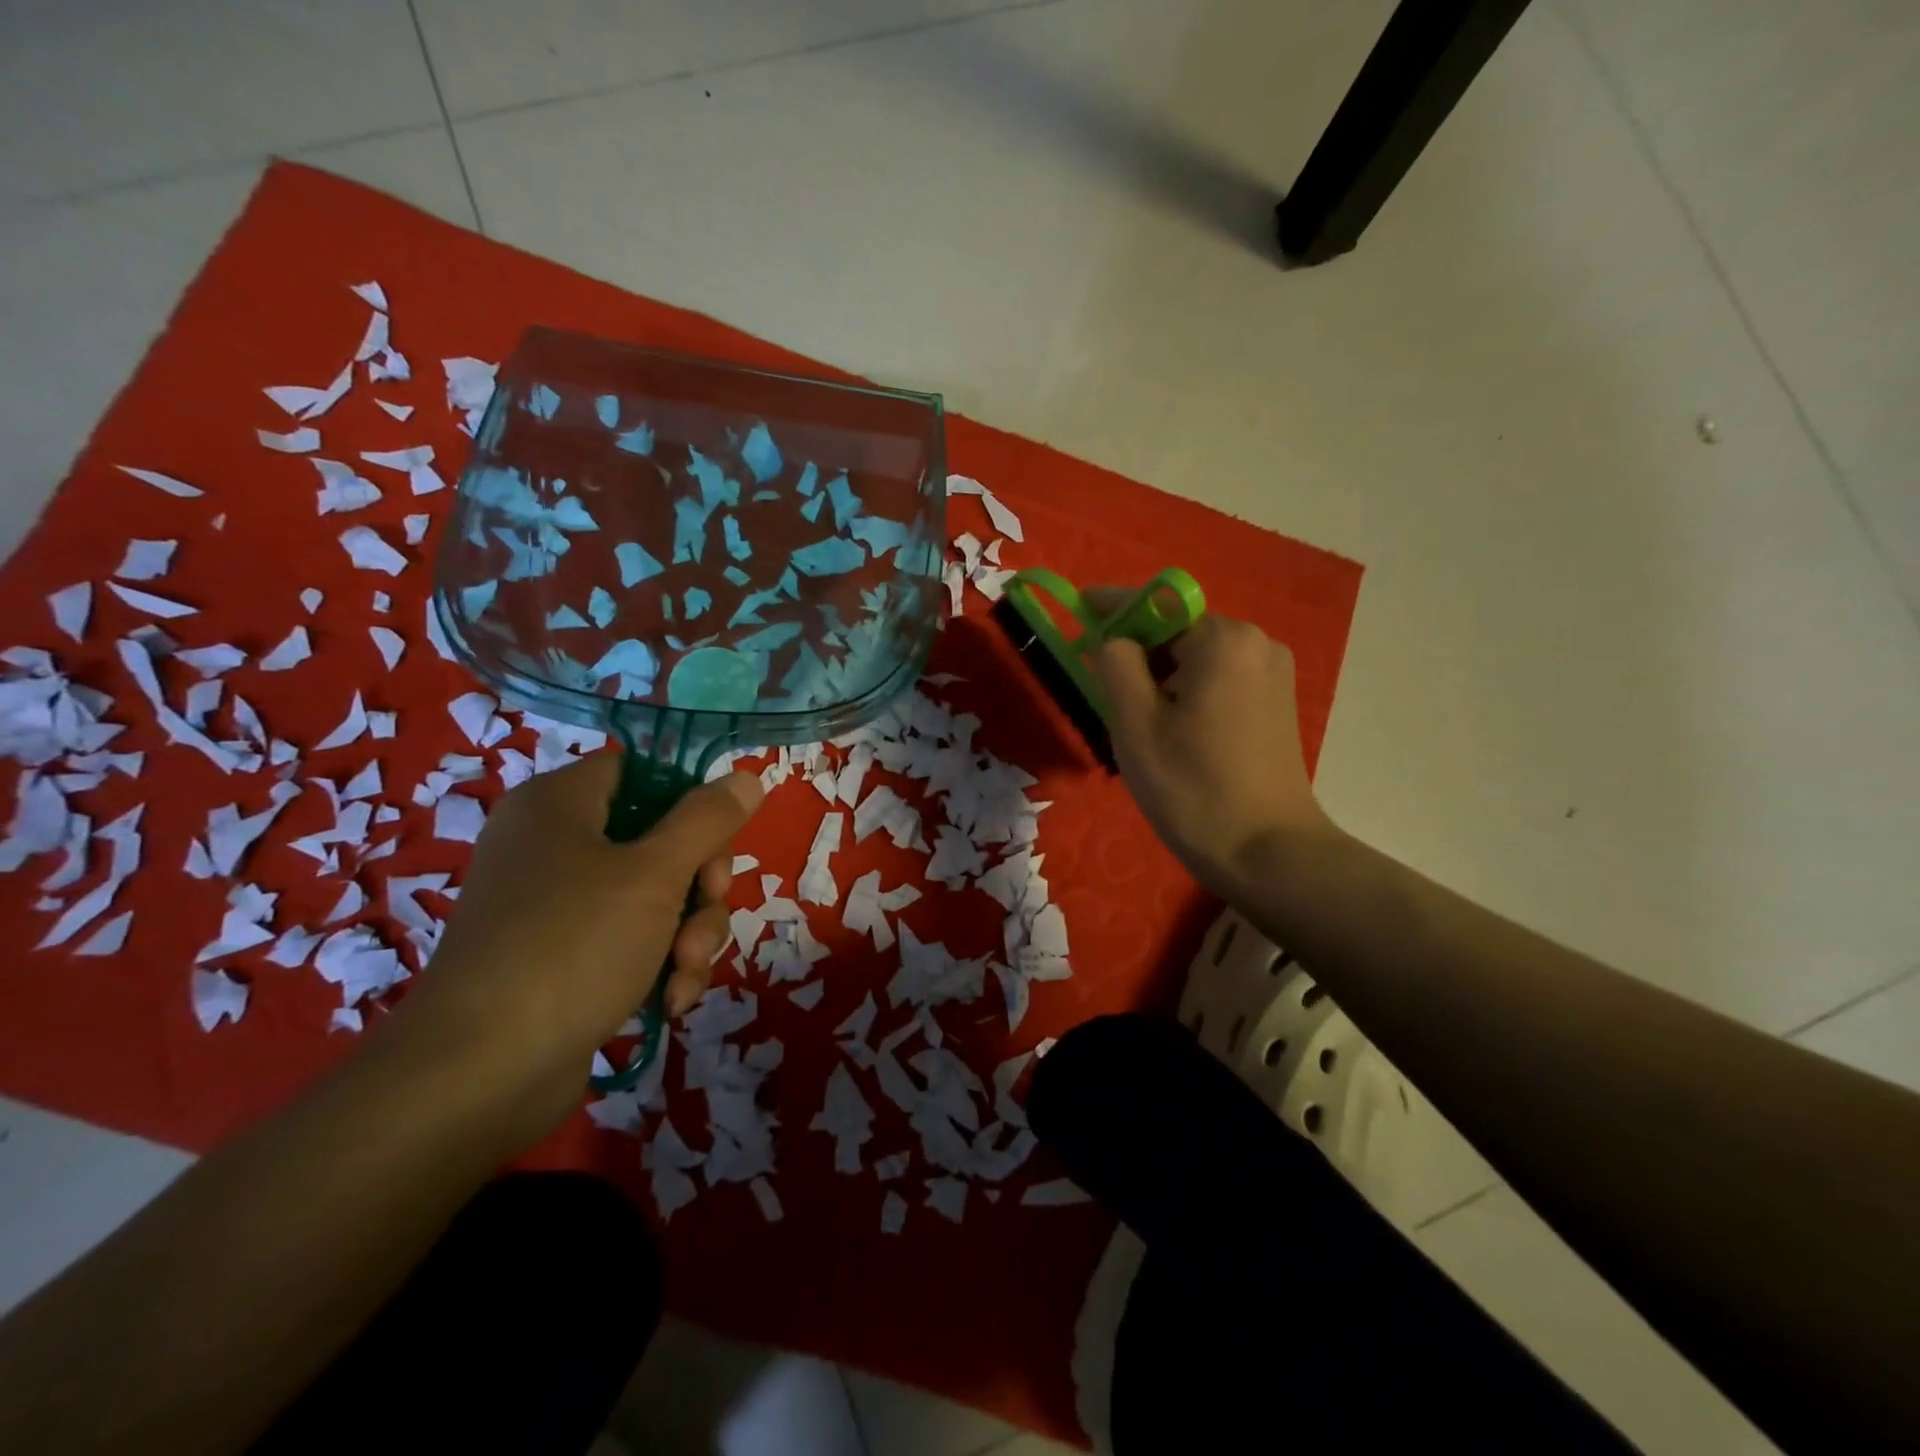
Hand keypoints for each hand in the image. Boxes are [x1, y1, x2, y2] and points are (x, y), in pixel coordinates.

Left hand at [385, 754, 763, 1147]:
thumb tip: (748, 776)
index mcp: (560, 804)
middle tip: (706, 910)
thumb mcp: (656, 874)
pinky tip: (671, 1000)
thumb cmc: (572, 947)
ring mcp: (559, 906)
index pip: (641, 771)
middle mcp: (556, 845)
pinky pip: (634, 940)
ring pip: (658, 896)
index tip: (718, 837)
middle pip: (661, 838)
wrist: (480, 1075)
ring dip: (690, 933)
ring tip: (686, 971)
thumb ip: (707, 820)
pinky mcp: (566, 958)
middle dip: (700, 884)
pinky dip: (660, 965)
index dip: (688, 798)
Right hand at [1092, 604, 1335, 898]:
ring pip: (1195, 659)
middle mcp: (1255, 642)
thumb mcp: (1135, 725)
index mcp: (1222, 640)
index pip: (1154, 606)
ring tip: (1139, 727)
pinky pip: (1217, 679)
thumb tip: (1113, 640)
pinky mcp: (1275, 701)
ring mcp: (1271, 672)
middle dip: (1137, 655)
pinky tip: (1174, 733)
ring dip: (1160, 678)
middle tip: (1107, 699)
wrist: (1268, 853)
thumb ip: (1115, 665)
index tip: (1076, 607)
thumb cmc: (1192, 789)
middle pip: (1176, 632)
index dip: (1110, 606)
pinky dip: (1186, 692)